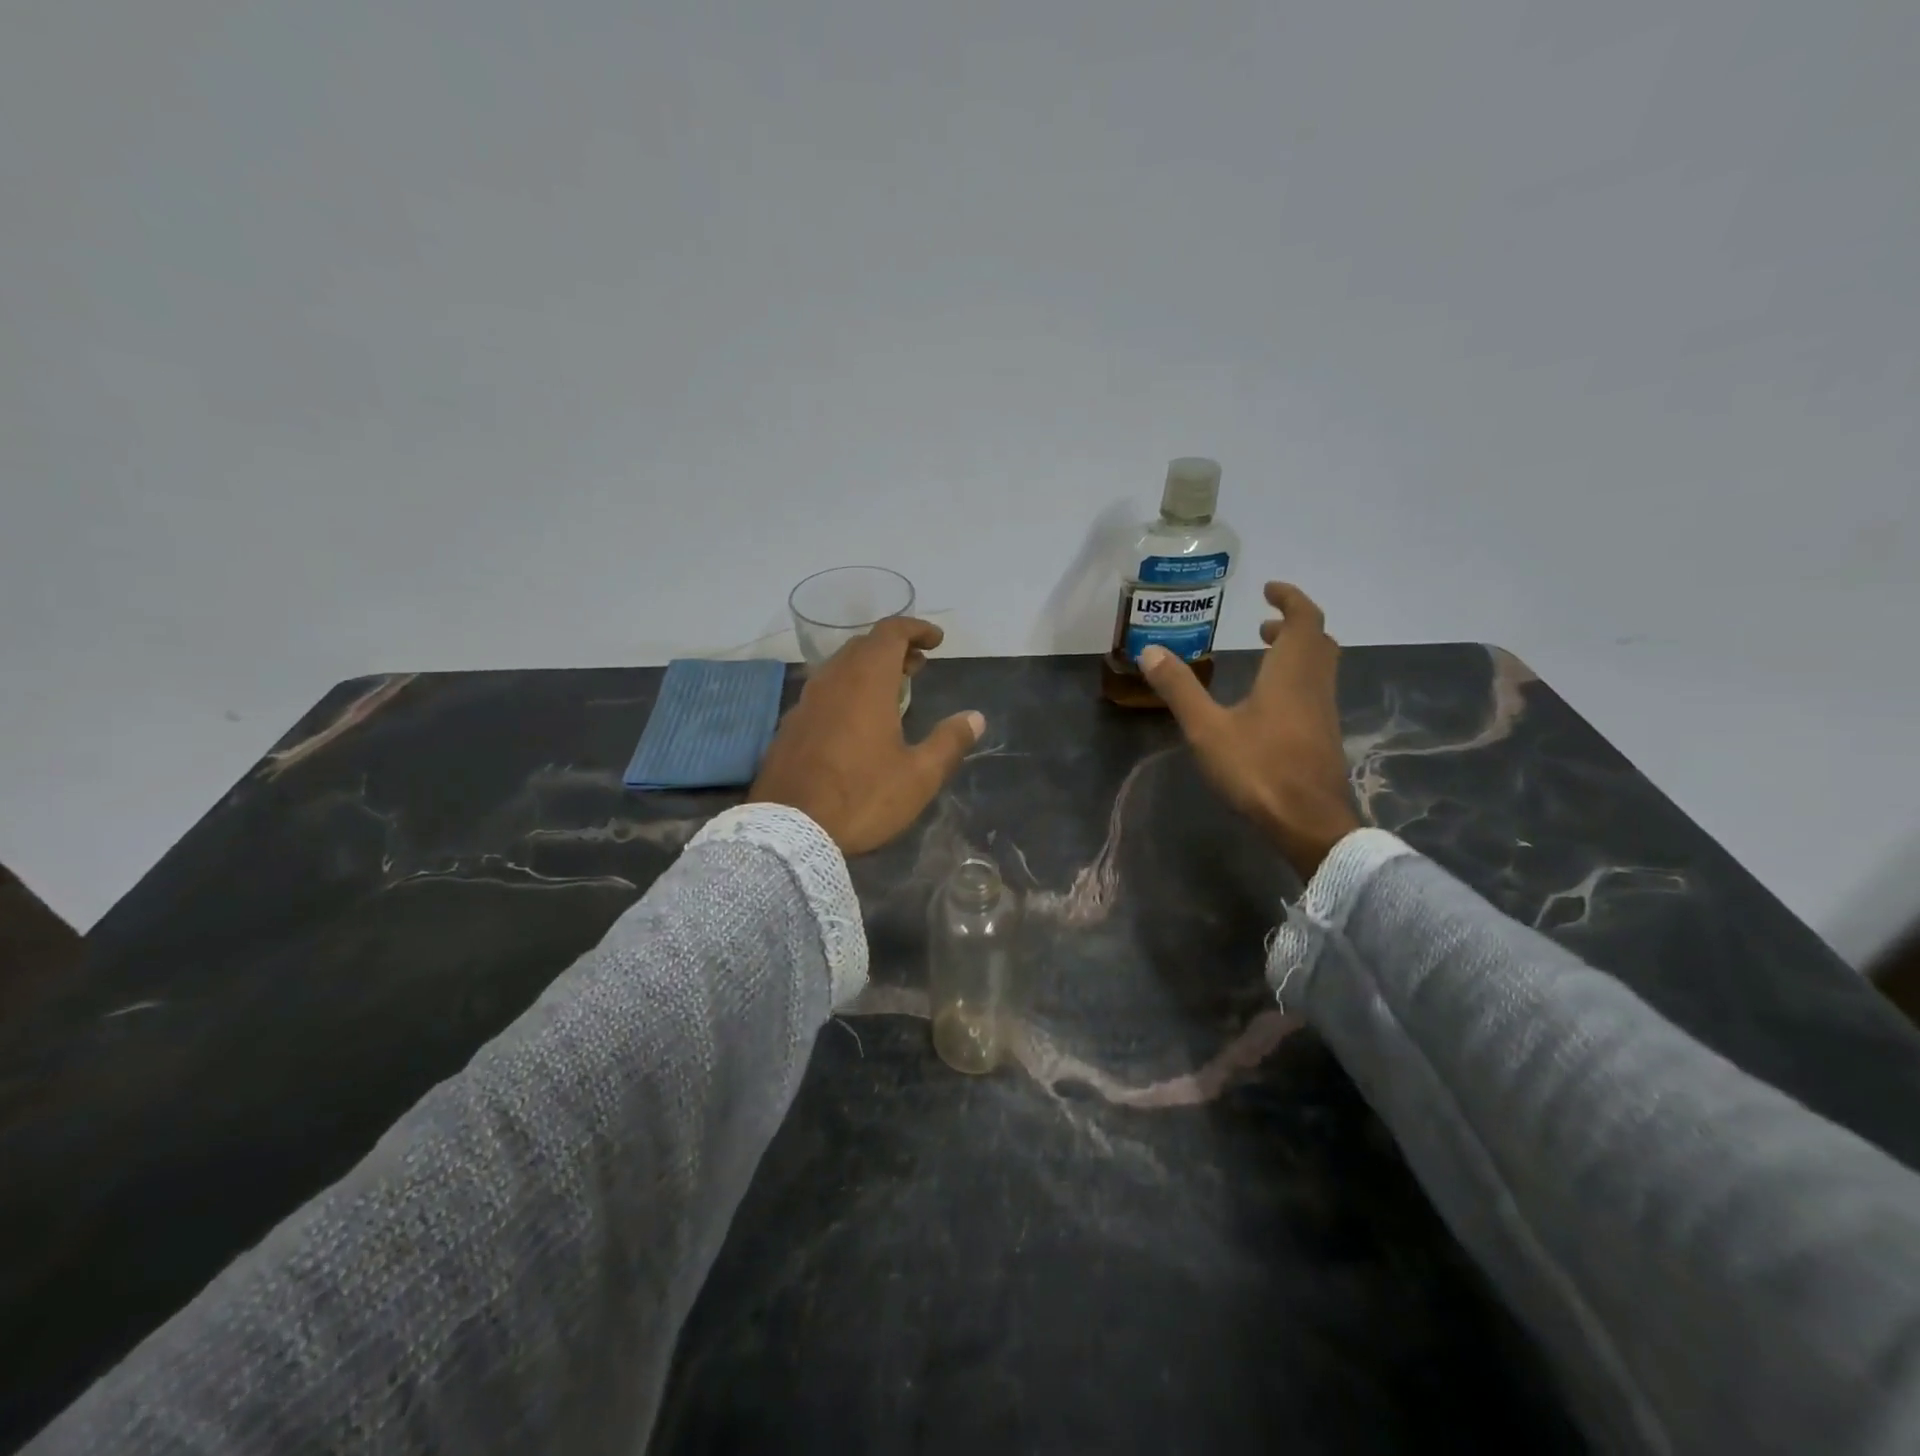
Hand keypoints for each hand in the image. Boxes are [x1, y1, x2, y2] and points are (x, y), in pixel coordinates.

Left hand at [749, 618, 985, 854]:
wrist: (788, 830)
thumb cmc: (862, 798)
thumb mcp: (918, 776)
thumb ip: (949, 742)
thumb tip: (975, 718)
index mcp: (866, 683)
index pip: (890, 633)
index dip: (916, 629)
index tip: (936, 642)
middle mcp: (832, 682)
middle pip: (863, 646)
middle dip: (894, 648)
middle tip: (918, 667)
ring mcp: (805, 703)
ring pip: (839, 668)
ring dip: (868, 669)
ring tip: (892, 691)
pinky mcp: (790, 727)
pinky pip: (823, 693)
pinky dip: (846, 691)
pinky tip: (855, 721)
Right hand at [1139, 582, 1359, 876]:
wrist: (1309, 823)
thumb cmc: (1259, 768)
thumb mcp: (1207, 728)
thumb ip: (1180, 689)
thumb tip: (1150, 651)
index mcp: (1291, 673)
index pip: (1304, 620)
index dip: (1290, 599)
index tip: (1270, 590)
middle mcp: (1314, 685)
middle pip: (1317, 641)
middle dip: (1293, 625)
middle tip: (1263, 624)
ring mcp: (1323, 713)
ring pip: (1319, 668)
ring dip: (1296, 652)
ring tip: (1264, 654)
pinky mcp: (1323, 737)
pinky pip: (1315, 691)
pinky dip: (1296, 679)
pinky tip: (1269, 703)